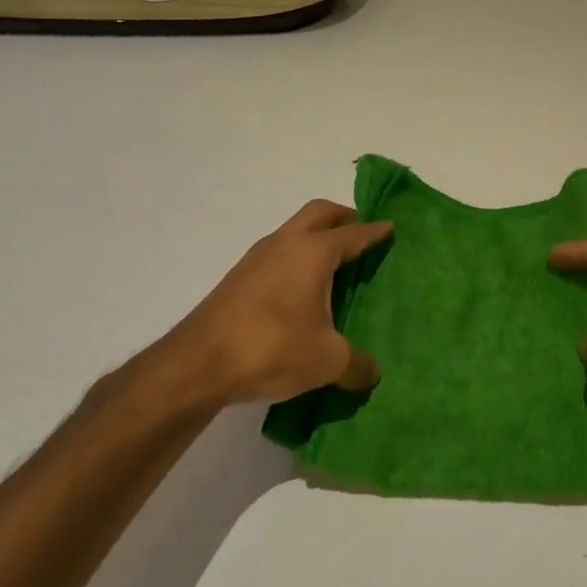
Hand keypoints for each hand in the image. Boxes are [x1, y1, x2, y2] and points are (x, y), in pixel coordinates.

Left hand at [154, 199, 391, 408]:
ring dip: (315, 238)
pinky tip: (301, 293)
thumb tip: (372, 373)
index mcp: (313, 252)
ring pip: (293, 232)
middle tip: (361, 234)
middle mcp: (285, 244)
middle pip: (319, 214)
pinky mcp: (237, 280)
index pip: (353, 233)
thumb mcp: (326, 361)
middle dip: (343, 218)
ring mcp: (256, 259)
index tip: (390, 228)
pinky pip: (277, 255)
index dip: (375, 231)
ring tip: (334, 266)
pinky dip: (295, 260)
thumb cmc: (272, 348)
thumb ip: (356, 364)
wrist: (197, 364)